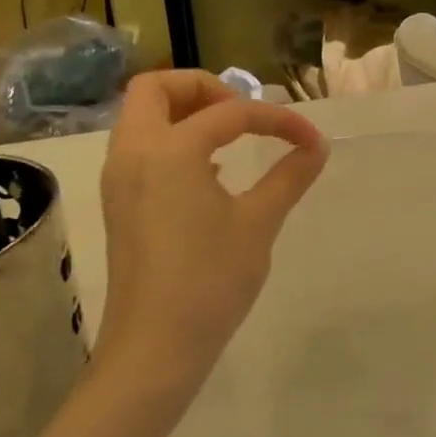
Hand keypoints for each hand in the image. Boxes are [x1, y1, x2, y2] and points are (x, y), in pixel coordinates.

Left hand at [96, 71, 327, 389]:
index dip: (277, 120)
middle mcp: (134, 153)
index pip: (230, 112)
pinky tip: (209, 173)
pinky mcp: (119, 203)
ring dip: (185, 113)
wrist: (154, 348)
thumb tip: (317, 146)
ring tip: (230, 138)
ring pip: (142, 117)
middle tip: (242, 114)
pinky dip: (172, 140)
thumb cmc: (210, 280)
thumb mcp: (259, 223)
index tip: (310, 140)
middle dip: (203, 88)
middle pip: (155, 89)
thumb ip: (290, 175)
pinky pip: (140, 147)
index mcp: (169, 150)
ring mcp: (119, 179)